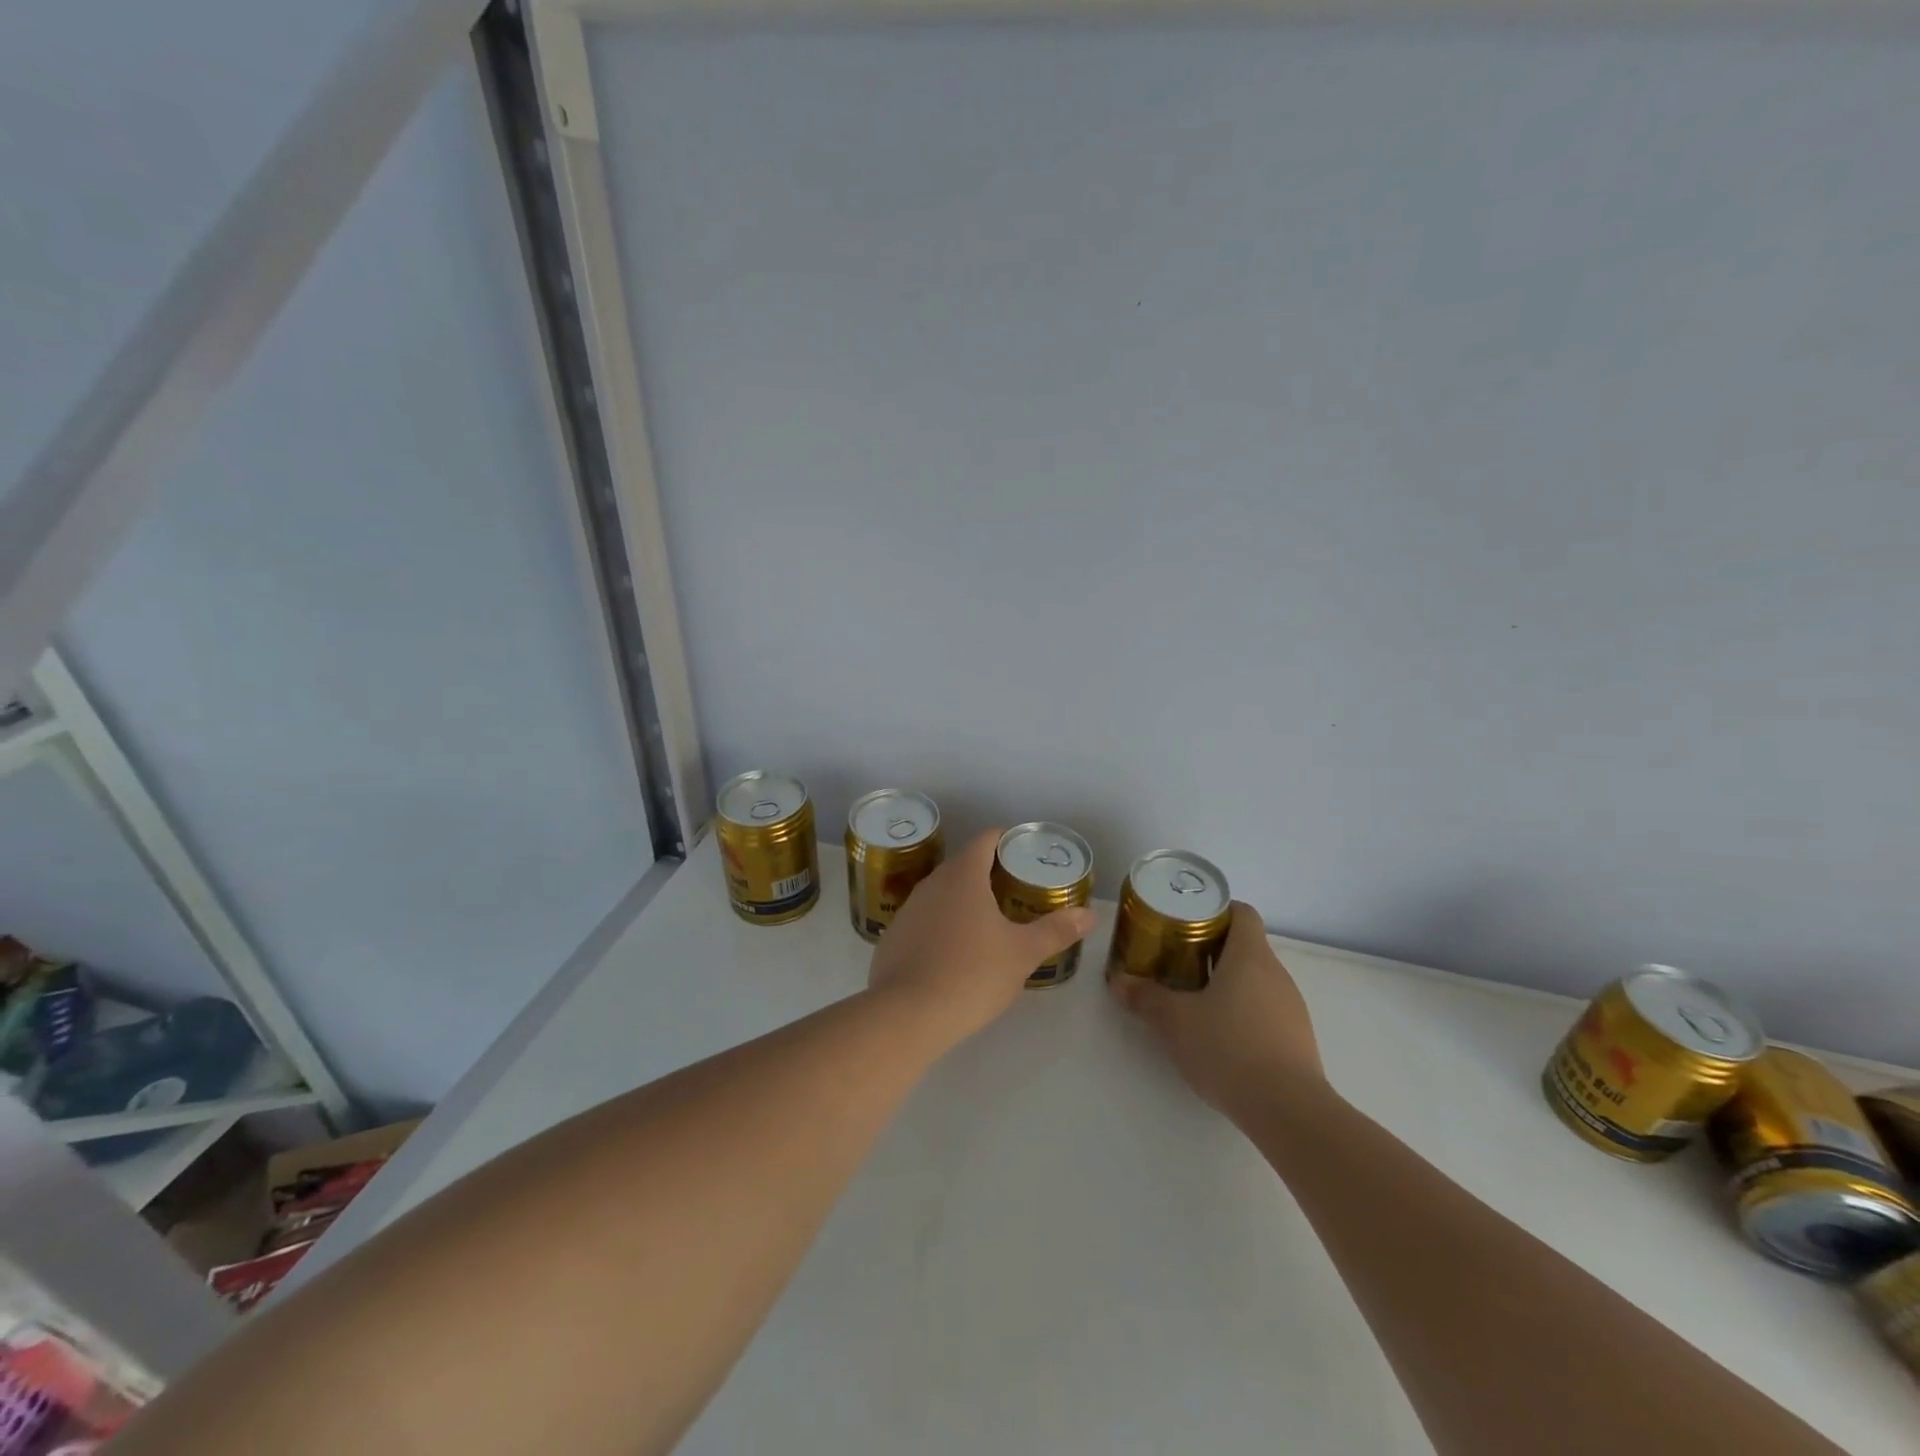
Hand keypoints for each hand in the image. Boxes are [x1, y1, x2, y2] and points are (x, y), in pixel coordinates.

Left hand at [868, 828, 1094, 1042]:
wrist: (907, 1015)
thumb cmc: (972, 974)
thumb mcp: (1022, 954)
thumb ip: (1056, 930)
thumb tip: (1090, 914)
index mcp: (963, 875)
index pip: (986, 839)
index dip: (1007, 839)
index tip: (1026, 852)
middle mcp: (932, 883)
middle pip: (963, 864)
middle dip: (989, 872)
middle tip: (1016, 889)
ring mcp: (908, 910)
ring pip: (941, 893)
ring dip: (963, 900)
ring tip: (989, 921)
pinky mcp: (893, 937)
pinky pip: (924, 920)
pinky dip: (941, 926)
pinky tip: (954, 952)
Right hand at [1107, 902, 1324, 1115]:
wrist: (1288, 1111)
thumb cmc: (1228, 1048)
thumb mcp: (1175, 1021)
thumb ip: (1145, 997)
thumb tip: (1117, 982)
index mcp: (1250, 956)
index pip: (1241, 912)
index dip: (1215, 911)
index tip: (1186, 922)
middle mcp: (1276, 973)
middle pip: (1246, 945)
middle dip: (1212, 949)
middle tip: (1177, 960)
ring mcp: (1292, 1007)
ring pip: (1256, 979)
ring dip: (1227, 982)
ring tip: (1194, 1000)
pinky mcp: (1297, 1039)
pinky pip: (1266, 1009)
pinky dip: (1243, 1011)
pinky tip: (1221, 1036)